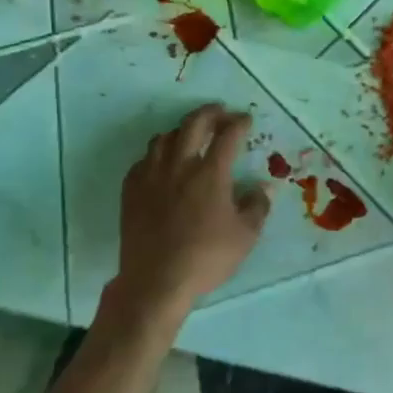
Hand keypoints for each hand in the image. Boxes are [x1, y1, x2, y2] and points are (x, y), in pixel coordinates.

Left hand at [109, 104, 270, 318]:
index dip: (238, 123)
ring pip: (163, 138)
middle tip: (219, 112)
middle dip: (209, 113)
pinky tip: (162, 163)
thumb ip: (257, 206)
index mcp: (210, 174)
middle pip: (192, 125)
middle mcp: (180, 167)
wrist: (156, 280)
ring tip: (190, 134)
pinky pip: (143, 160)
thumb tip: (260, 188)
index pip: (227, 136)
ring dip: (180, 130)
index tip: (246, 119)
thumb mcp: (246, 236)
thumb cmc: (206, 258)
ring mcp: (151, 177)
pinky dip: (157, 154)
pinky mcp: (132, 191)